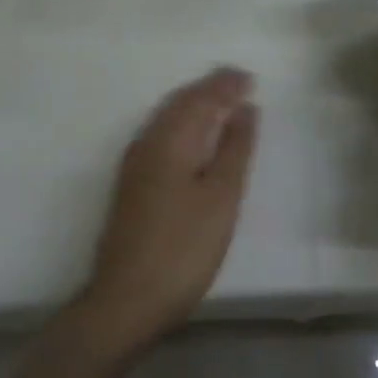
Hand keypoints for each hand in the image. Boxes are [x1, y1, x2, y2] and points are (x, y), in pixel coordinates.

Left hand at [82, 68, 259, 344]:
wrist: (127, 299)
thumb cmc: (183, 248)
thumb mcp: (221, 197)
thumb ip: (235, 149)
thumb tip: (245, 109)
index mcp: (170, 140)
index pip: (200, 98)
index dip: (225, 85)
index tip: (250, 78)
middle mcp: (146, 143)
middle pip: (179, 103)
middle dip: (209, 89)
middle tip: (239, 82)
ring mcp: (134, 166)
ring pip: (167, 119)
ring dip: (195, 105)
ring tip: (222, 102)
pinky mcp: (131, 186)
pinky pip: (161, 136)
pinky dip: (183, 125)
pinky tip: (194, 138)